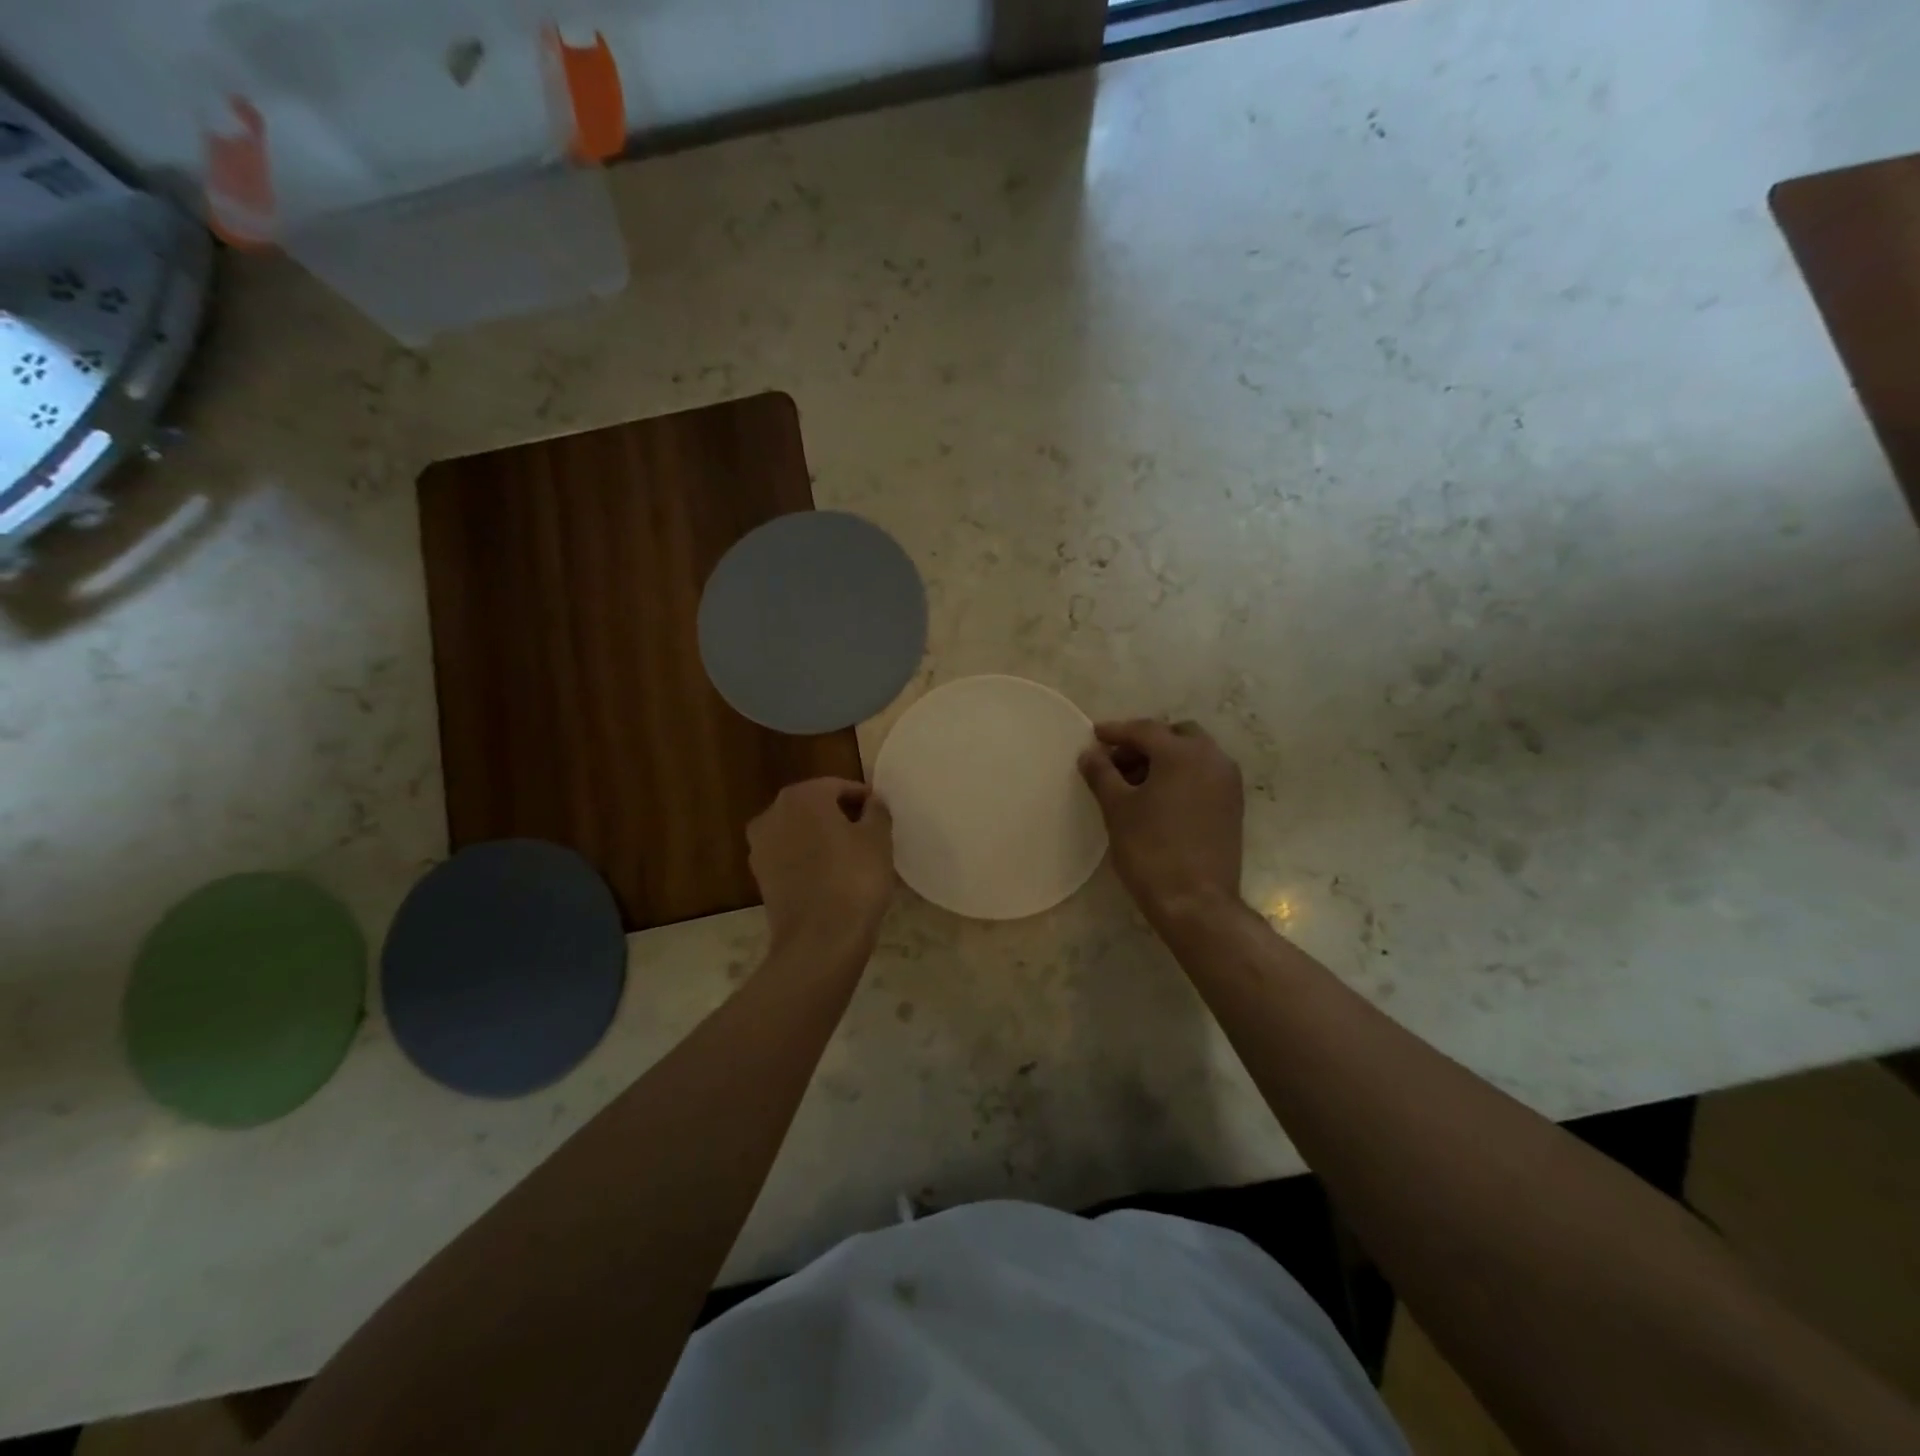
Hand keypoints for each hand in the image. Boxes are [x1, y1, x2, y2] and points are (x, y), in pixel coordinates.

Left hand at [747, 778, 894, 954]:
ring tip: (852, 859)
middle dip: (841, 816)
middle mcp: (773, 813)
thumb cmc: (854, 879)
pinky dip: (809, 861)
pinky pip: (791, 858)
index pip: (839, 787)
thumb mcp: (878, 838)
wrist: (820, 940)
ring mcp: (761, 846)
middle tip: (869, 836)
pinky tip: (832, 878)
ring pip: (800, 832)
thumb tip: (872, 802)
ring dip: (823, 839)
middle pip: (815, 806)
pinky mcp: (760, 877)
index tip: (881, 817)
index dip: (864, 799)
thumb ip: (876, 811)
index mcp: (802, 796)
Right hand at [1079, 719, 1244, 931]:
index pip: (1144, 730)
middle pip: (1174, 735)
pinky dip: (1180, 776)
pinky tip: (1158, 798)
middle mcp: (1212, 758)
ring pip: (1192, 755)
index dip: (1115, 731)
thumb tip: (1090, 753)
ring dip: (1163, 759)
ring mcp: (1228, 782)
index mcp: (1183, 753)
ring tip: (1133, 783)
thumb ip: (1101, 773)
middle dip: (1144, 743)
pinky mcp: (1232, 805)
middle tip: (1116, 762)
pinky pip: (1203, 775)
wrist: (1196, 902)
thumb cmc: (1150, 850)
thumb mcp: (1117, 808)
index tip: (1093, 735)